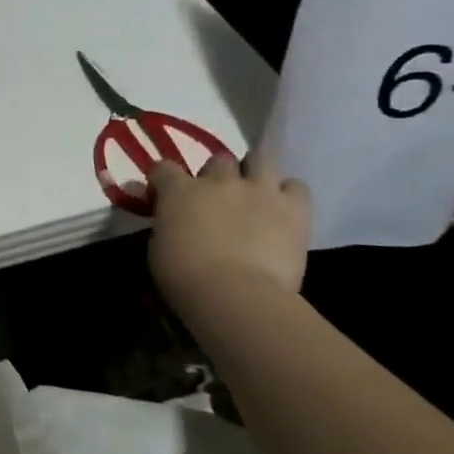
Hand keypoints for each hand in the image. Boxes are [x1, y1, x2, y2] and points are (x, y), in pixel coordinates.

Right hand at [149, 151, 310, 308]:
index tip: (163, 198)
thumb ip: (164, 224)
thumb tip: (168, 216)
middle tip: (216, 199)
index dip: (163, 182)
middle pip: (219, 160)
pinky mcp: (294, 207)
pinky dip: (288, 194)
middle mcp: (219, 181)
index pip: (164, 169)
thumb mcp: (157, 248)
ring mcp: (259, 190)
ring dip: (255, 172)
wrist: (235, 294)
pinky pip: (296, 186)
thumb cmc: (184, 276)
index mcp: (179, 191)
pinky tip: (282, 210)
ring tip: (254, 193)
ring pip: (261, 159)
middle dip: (216, 176)